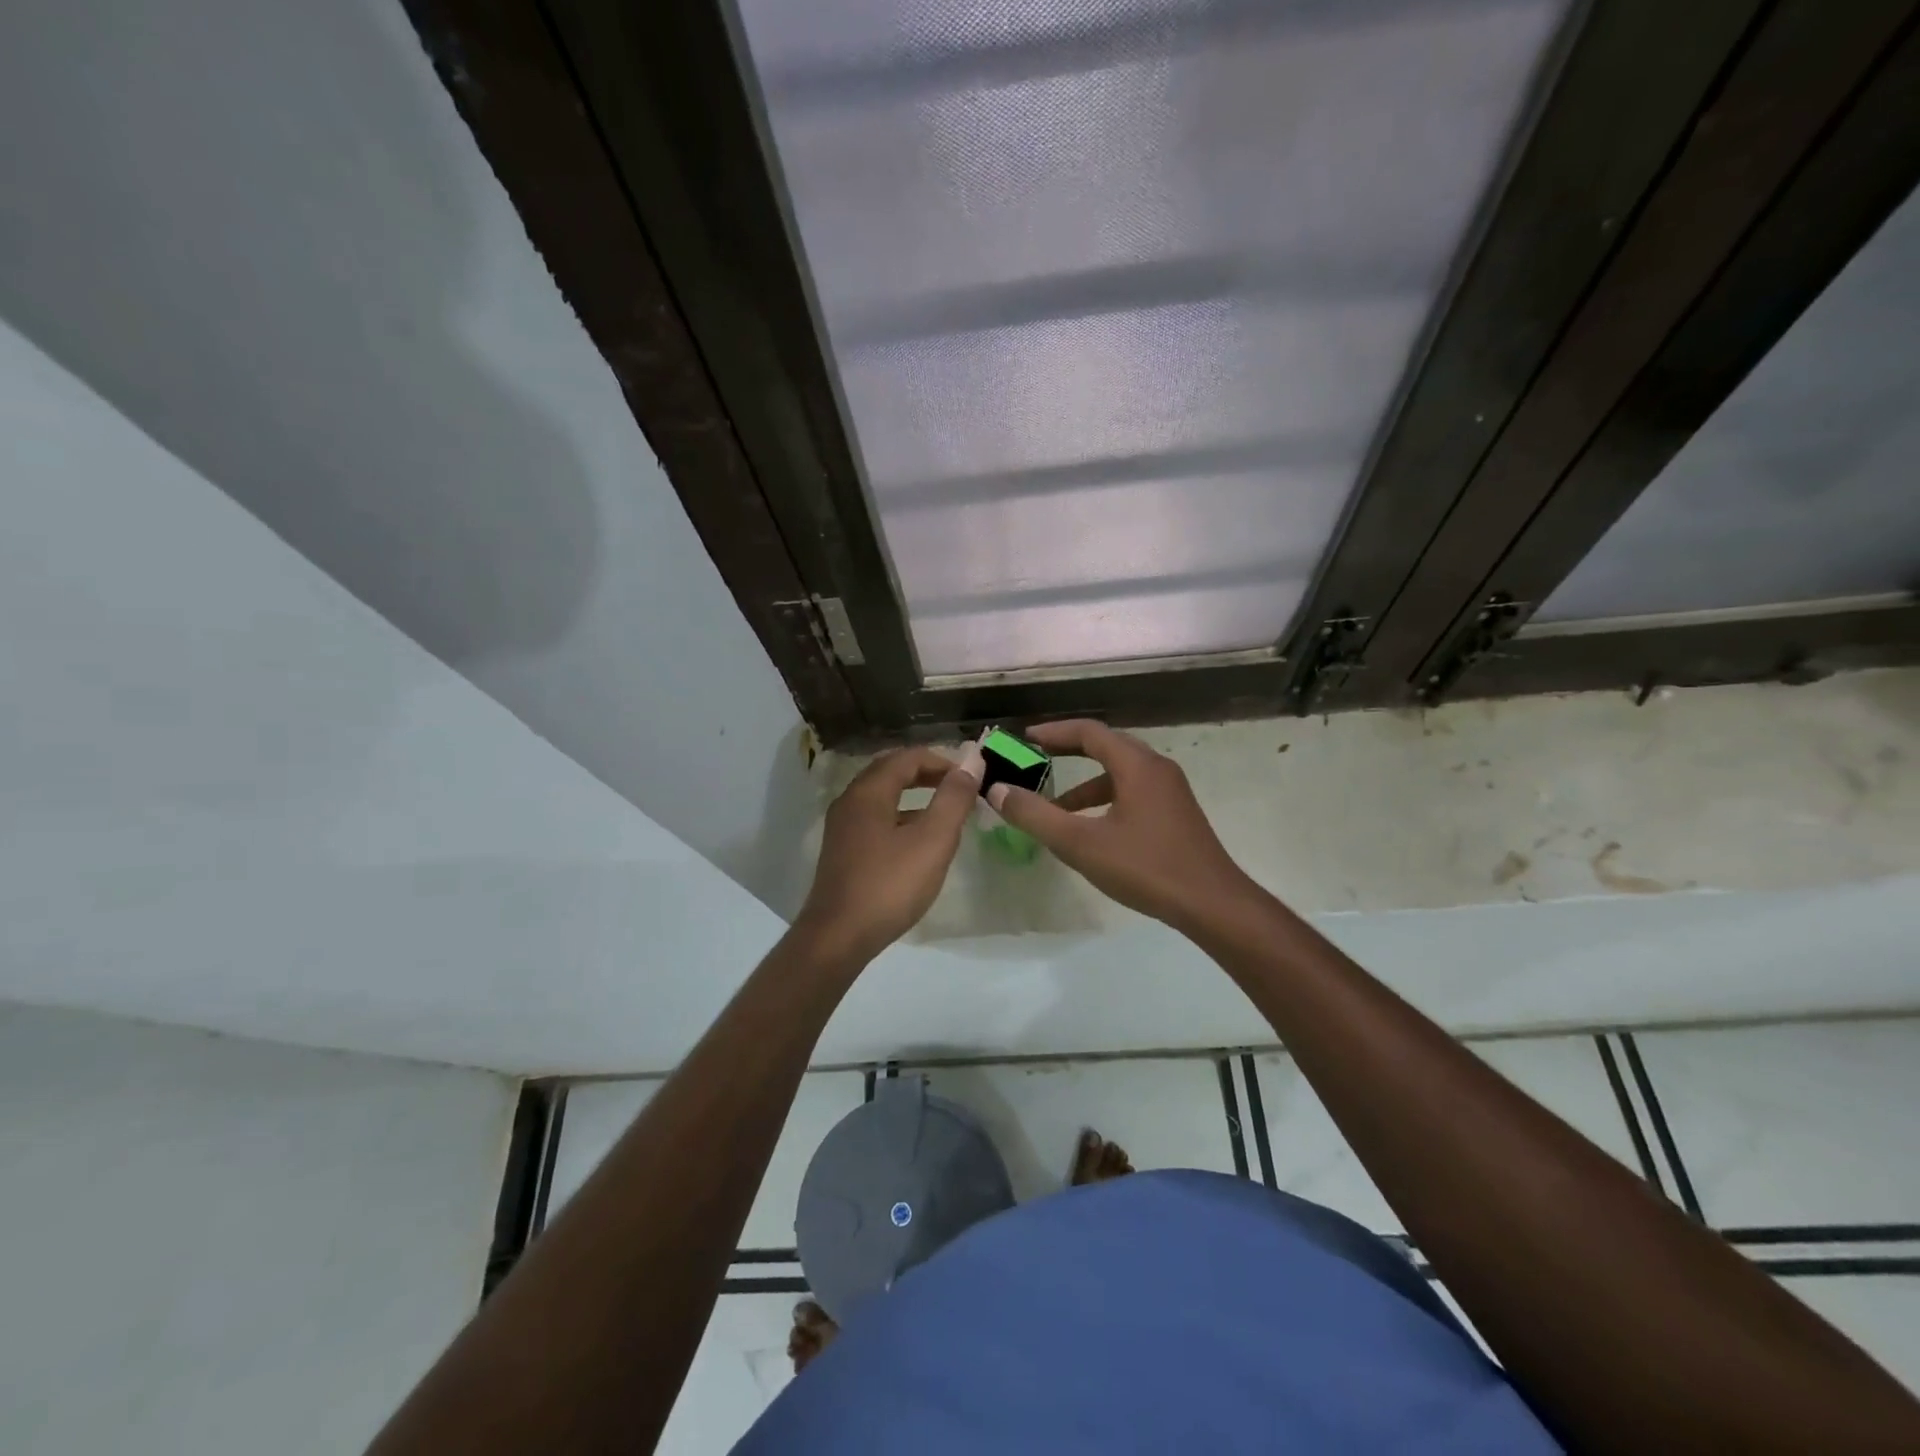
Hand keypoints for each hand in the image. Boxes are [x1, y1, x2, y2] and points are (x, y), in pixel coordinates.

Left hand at [796, 744, 981, 962]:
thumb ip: (953, 799)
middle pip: (890, 772)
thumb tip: (971, 762)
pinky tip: (917, 842)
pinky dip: (900, 817)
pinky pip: (875, 819)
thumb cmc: (889, 885)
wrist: (838, 937)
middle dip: (926, 773)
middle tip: (958, 787)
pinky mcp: (842, 852)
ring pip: (881, 797)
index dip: (941, 760)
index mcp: (869, 792)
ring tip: (944, 811)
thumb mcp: (932, 841)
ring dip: (913, 796)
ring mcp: (842, 828)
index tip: (969, 776)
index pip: (907, 757)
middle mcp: (850, 801)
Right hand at [986, 720, 1257, 932]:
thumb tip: (997, 790)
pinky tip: (1090, 830)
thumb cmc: (1146, 868)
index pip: (1089, 732)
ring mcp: (1170, 791)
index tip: (1024, 739)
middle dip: (1066, 752)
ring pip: (1119, 774)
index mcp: (1136, 765)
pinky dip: (1104, 801)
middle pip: (1105, 747)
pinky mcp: (1175, 813)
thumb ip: (1036, 816)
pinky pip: (1132, 792)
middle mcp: (1156, 768)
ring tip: (1053, 807)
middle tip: (1033, 761)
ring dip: (1084, 785)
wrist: (1213, 904)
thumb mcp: (1081, 844)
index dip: (1053, 732)